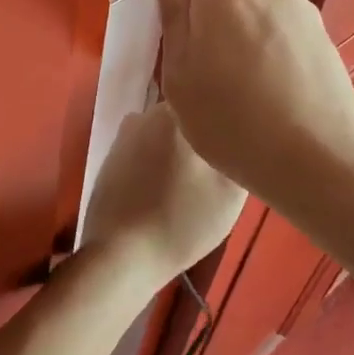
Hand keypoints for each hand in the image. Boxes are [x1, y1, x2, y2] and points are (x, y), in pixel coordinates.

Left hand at [80, 103, 246, 285]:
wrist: (121, 255)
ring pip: (165, 131)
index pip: (213, 99)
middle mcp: (147, 114)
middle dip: (204, 132)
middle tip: (221, 162)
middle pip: (188, 114)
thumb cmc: (182, 221)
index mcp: (178, 114)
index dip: (229, 117)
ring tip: (193, 179)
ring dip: (179, 148)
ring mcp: (124, 135)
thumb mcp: (231, 192)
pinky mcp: (110, 158)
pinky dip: (158, 161)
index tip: (240, 138)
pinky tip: (166, 188)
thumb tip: (243, 132)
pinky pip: (145, 148)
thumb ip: (239, 151)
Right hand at [148, 0, 353, 206]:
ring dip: (248, 33)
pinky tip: (276, 95)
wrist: (318, 158)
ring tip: (248, 89)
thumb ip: (172, 14)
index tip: (183, 12)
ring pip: (261, 9)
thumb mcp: (180, 75)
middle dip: (218, 13)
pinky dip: (276, 51)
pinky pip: (286, 31)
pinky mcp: (327, 36)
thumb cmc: (231, 122)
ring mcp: (305, 10)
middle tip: (212, 69)